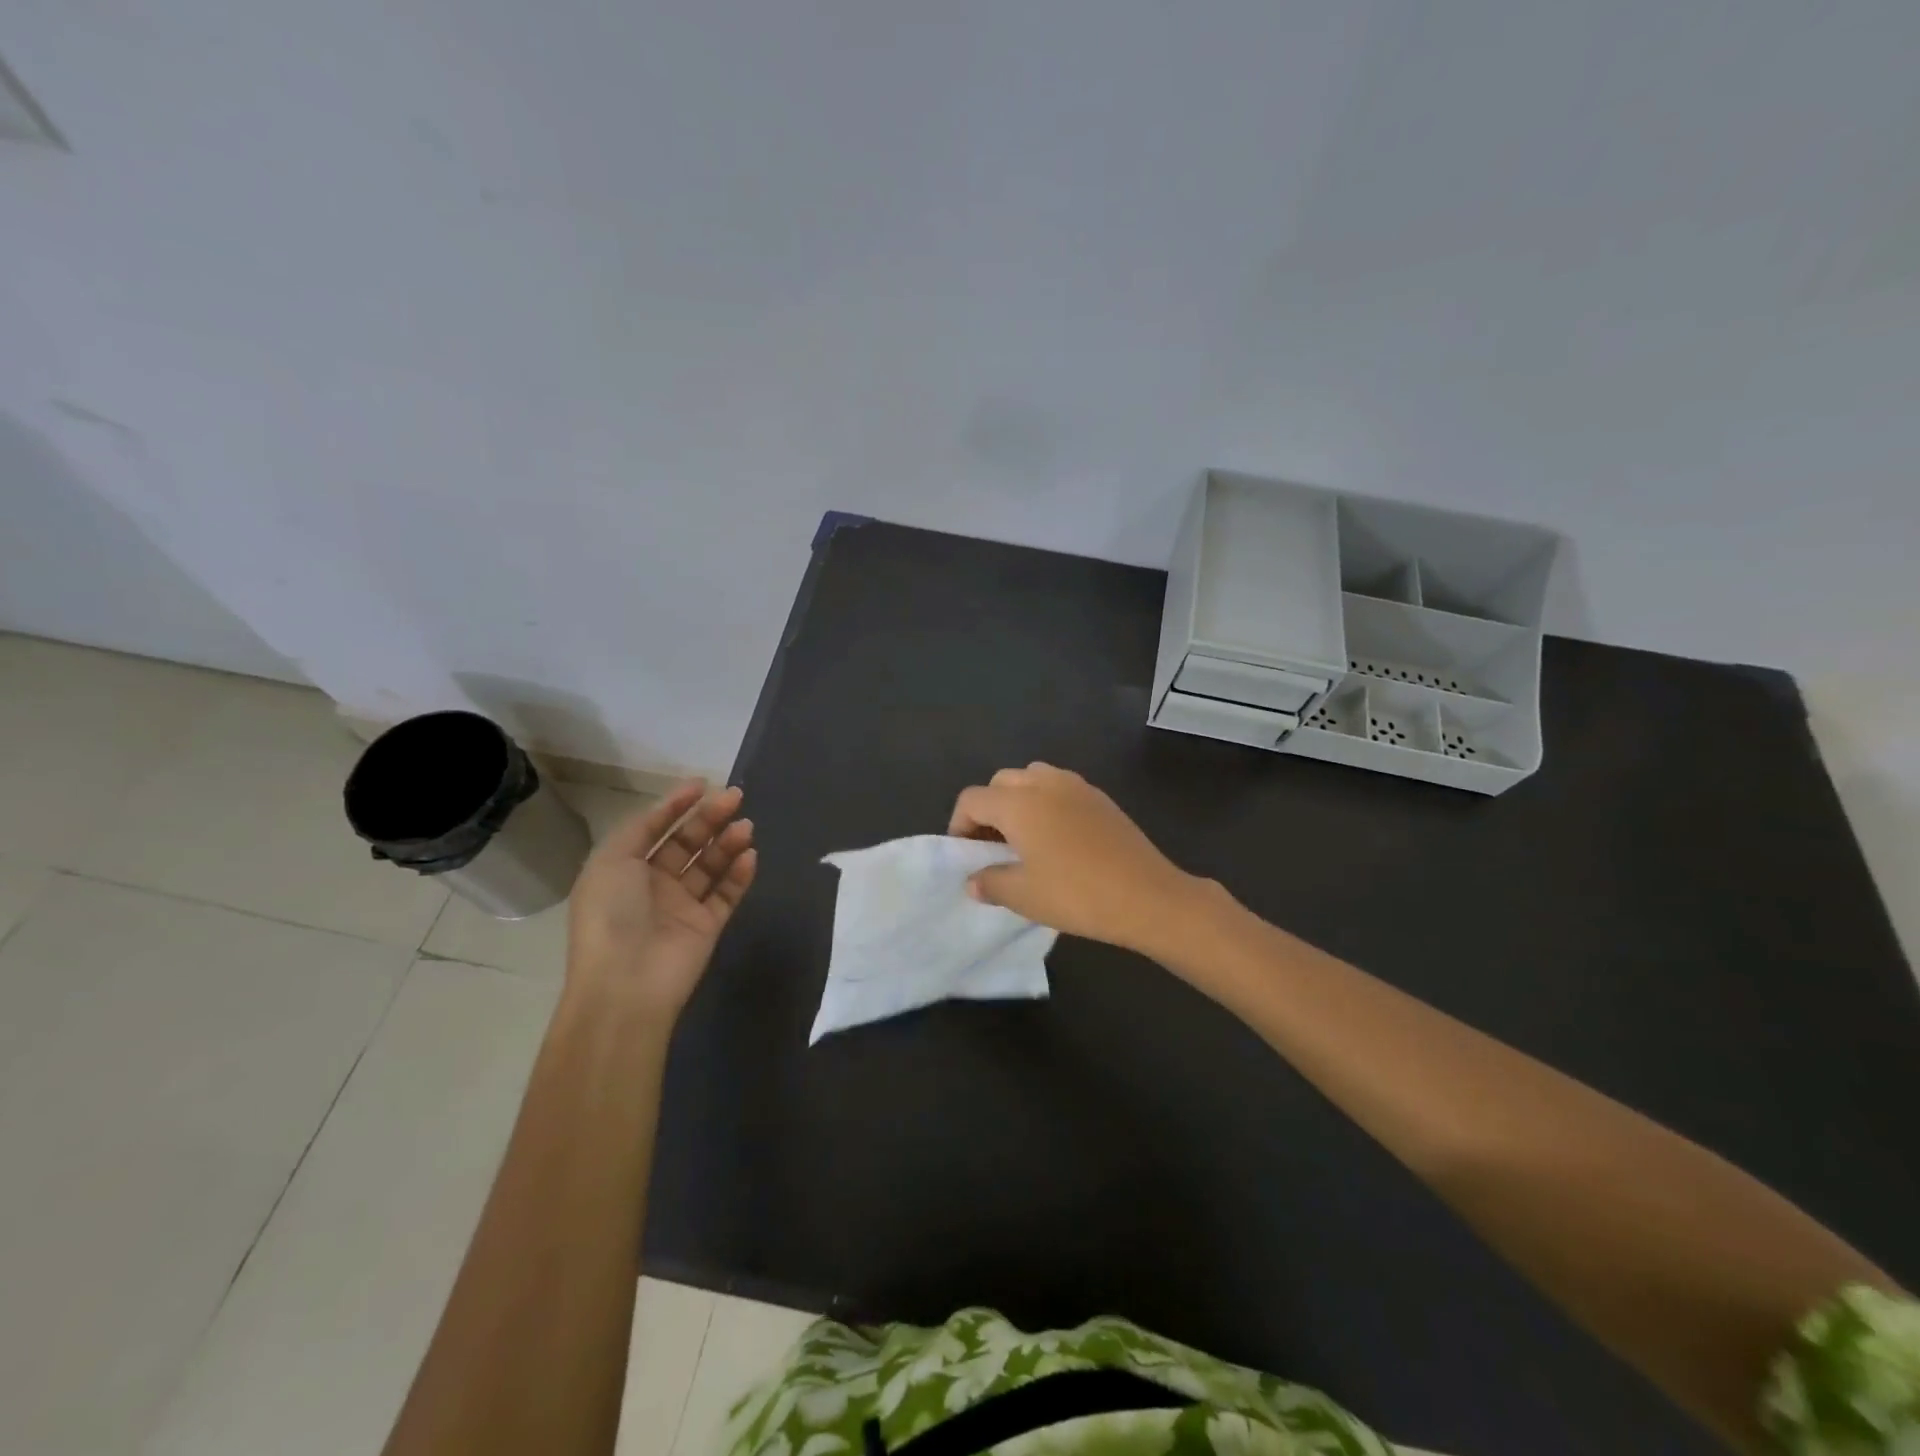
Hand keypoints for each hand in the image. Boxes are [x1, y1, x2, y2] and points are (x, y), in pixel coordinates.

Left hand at [566, 780, 756, 1016]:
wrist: (626, 982)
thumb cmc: (612, 914)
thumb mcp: (612, 860)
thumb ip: (641, 828)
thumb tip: (672, 805)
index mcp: (624, 868)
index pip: (655, 828)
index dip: (676, 805)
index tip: (703, 785)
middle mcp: (653, 884)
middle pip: (687, 843)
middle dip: (710, 818)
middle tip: (736, 797)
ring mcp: (682, 906)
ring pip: (710, 865)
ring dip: (728, 843)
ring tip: (746, 826)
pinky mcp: (707, 926)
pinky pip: (727, 894)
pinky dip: (739, 874)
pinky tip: (750, 856)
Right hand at [947, 763, 1205, 956]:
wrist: (1148, 896)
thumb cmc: (1077, 894)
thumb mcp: (1023, 896)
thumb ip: (990, 882)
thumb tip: (973, 879)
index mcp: (1018, 802)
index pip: (973, 800)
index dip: (960, 825)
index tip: (966, 855)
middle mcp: (1044, 783)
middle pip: (1001, 782)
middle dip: (988, 809)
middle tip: (991, 846)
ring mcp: (1076, 786)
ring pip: (1032, 778)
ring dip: (1018, 801)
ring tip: (1024, 838)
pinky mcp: (1100, 798)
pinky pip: (1060, 788)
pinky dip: (1046, 803)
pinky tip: (1057, 839)